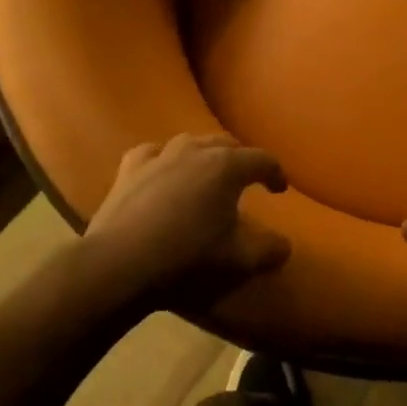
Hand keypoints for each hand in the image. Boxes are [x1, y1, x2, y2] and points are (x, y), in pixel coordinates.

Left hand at [83, 134, 290, 312]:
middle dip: (242, 158)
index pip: (262, 160)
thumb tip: (285, 246)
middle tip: (248, 178)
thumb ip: (269, 250)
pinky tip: (162, 168)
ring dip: (205, 154)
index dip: (276, 173)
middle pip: (227, 144)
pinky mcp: (131, 168)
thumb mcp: (238, 260)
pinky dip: (163, 158)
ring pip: (191, 142)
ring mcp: (161, 155)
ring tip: (208, 171)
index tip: (280, 189)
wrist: (121, 264)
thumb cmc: (187, 258)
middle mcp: (197, 150)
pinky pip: (153, 152)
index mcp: (228, 167)